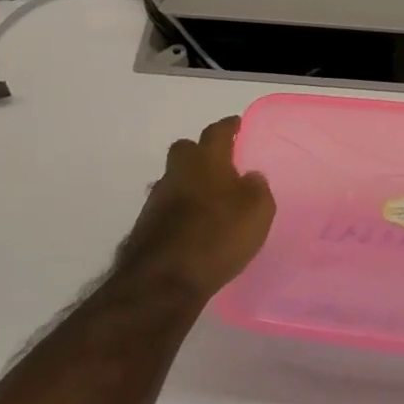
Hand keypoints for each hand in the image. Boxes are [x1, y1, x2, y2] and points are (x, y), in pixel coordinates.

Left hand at [113, 116, 275, 302]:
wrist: (165, 279)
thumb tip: (250, 176)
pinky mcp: (146, 225)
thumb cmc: (218, 235)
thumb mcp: (257, 211)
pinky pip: (168, 208)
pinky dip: (180, 211)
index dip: (228, 127)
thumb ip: (257, 188)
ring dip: (189, 184)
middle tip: (219, 165)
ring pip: (175, 179)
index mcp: (206, 160)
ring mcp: (157, 199)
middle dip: (201, 153)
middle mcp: (177, 172)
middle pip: (186, 150)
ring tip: (209, 202)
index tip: (236, 125)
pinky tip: (193, 227)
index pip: (217, 132)